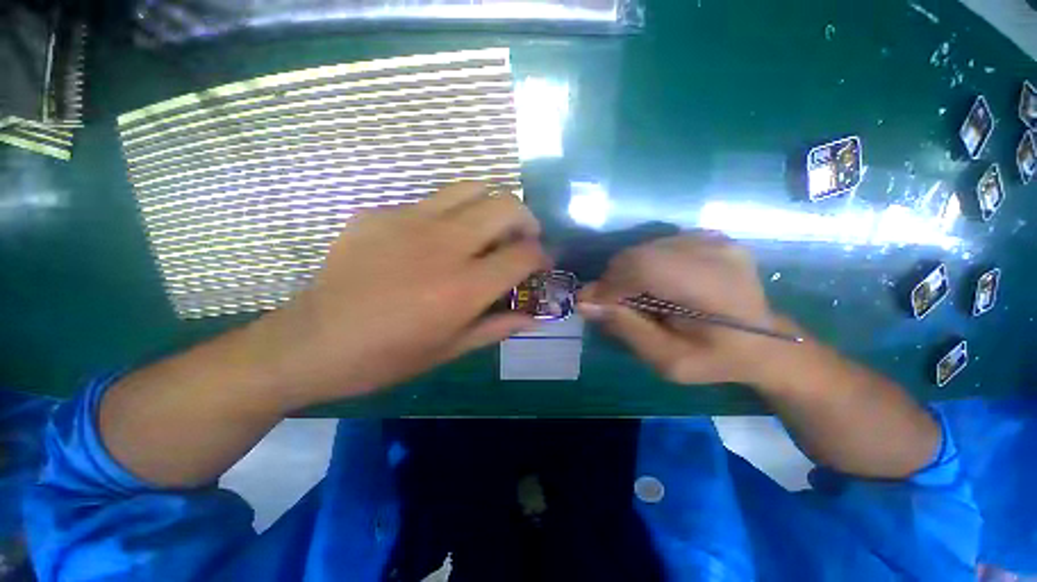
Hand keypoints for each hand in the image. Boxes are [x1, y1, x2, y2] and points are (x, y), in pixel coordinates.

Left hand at [252, 182, 548, 408]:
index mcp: (464, 287)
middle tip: (522, 238)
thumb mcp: (451, 350)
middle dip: (526, 219)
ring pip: (471, 187)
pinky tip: (437, 238)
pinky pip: (430, 201)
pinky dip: (450, 214)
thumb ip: (498, 327)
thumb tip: (533, 316)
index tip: (541, 263)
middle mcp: (444, 245)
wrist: (313, 342)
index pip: (524, 254)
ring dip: (492, 204)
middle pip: (506, 205)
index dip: (542, 256)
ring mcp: (409, 221)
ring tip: (489, 226)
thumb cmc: (388, 356)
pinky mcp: (380, 212)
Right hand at [579, 233, 798, 385]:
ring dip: (626, 273)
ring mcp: (714, 239)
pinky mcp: (708, 235)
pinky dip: (641, 265)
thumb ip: (627, 329)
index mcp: (714, 287)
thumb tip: (585, 303)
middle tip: (610, 305)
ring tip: (632, 298)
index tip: (593, 305)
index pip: (645, 267)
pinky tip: (652, 285)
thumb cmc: (717, 360)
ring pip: (643, 248)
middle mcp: (715, 252)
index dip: (611, 284)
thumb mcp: (669, 361)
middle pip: (639, 254)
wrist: (765, 342)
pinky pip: (656, 245)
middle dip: (614, 280)